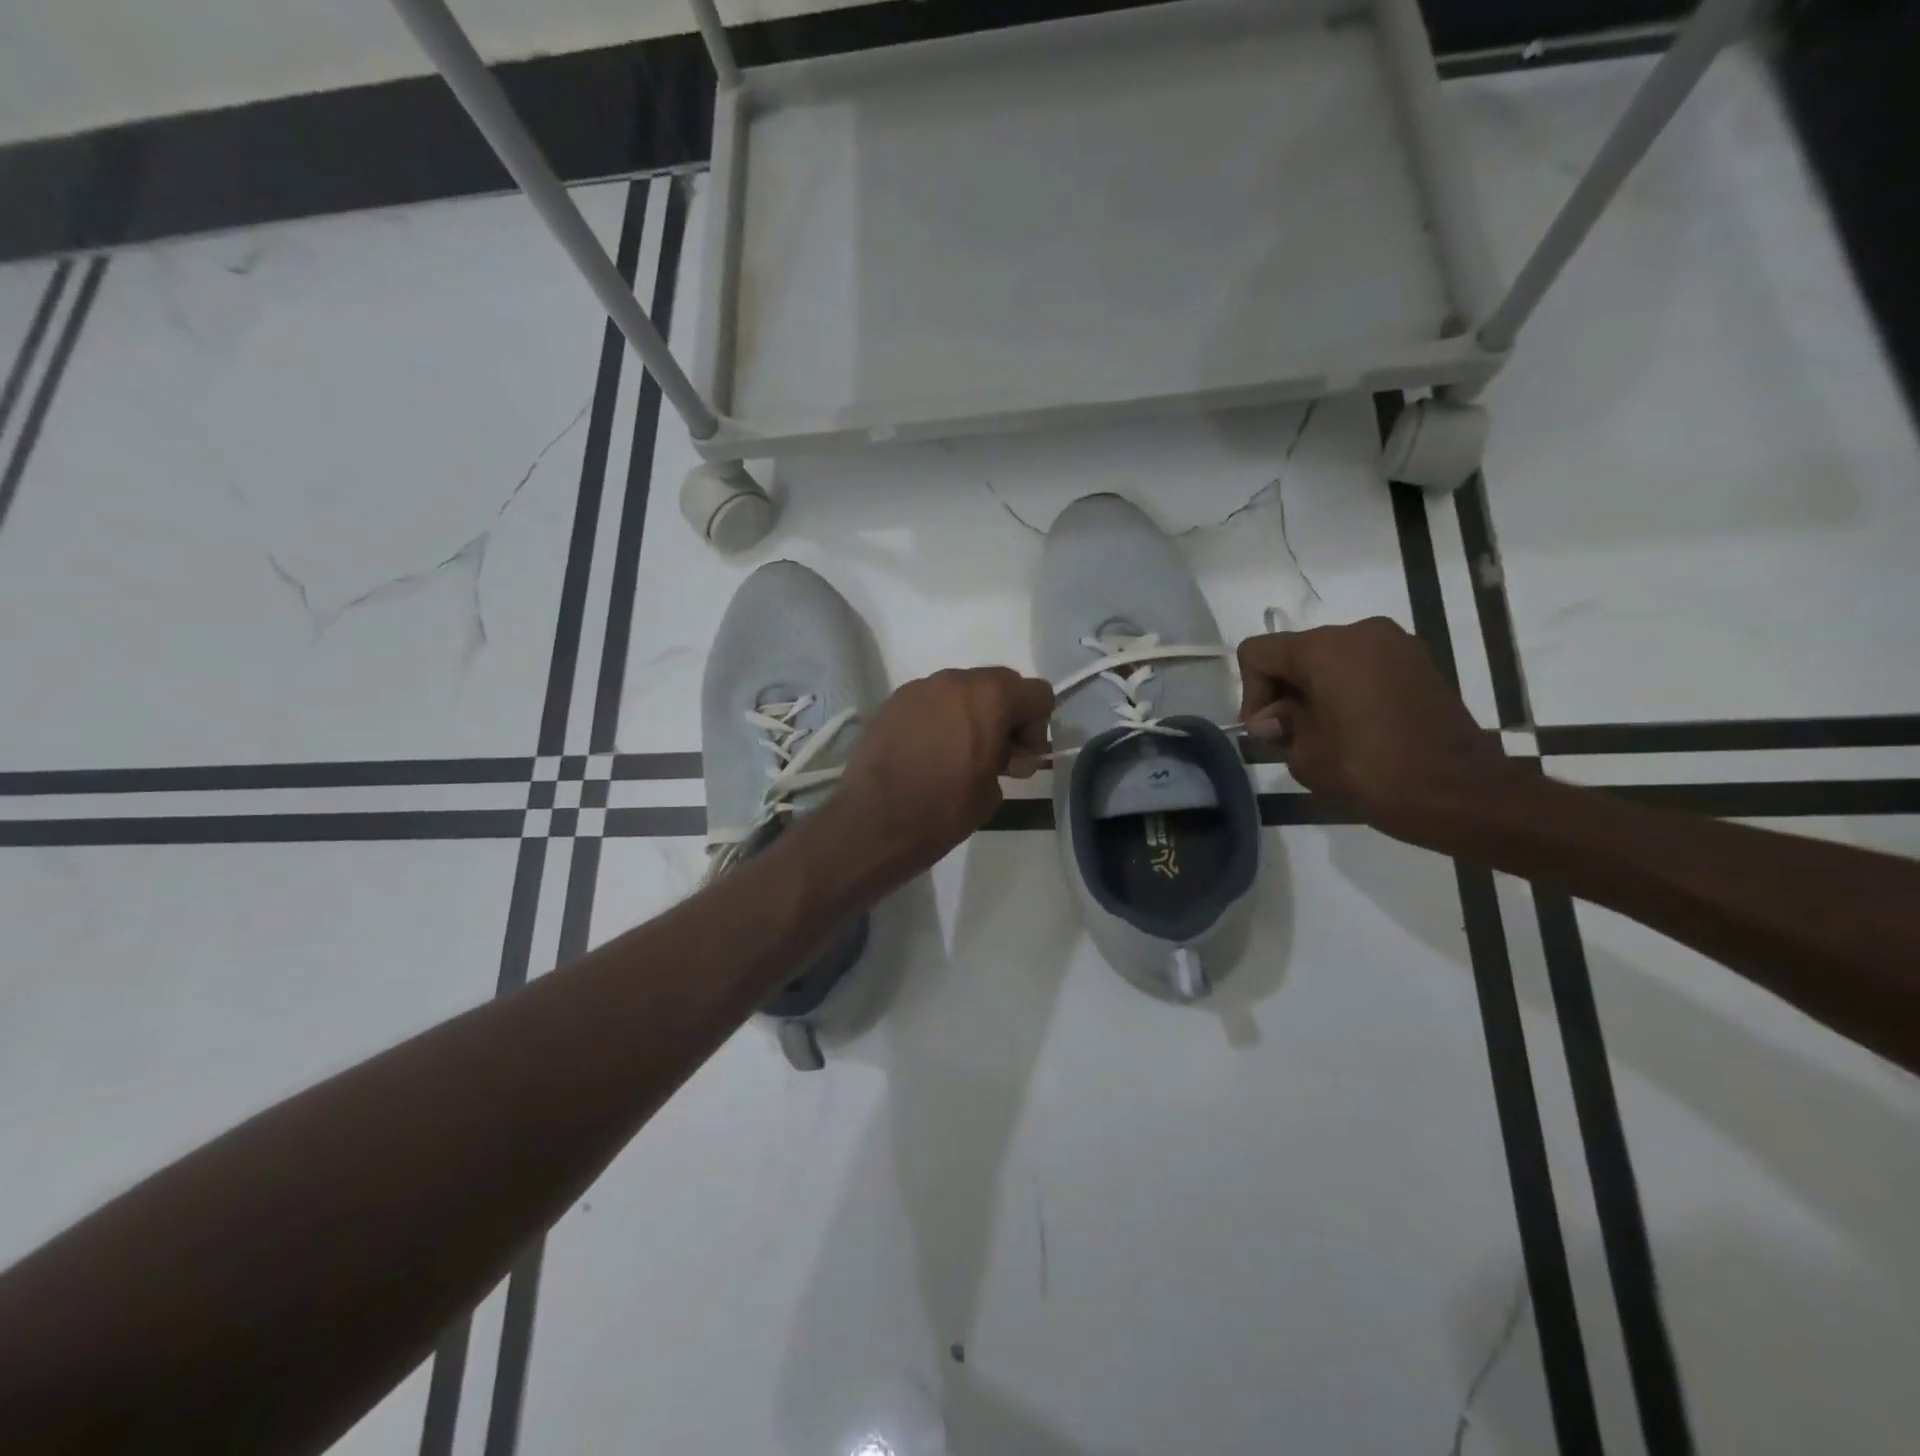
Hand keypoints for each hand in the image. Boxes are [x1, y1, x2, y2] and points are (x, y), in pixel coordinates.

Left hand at [825, 667, 1053, 888]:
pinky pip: (931, 702)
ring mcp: (919, 688)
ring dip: (971, 715)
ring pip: (962, 690)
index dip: (1037, 727)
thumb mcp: (992, 790)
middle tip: (996, 756)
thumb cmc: (943, 809)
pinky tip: (928, 754)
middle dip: (1006, 715)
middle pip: (999, 684)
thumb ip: (1009, 760)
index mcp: (989, 697)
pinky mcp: (892, 703)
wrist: (873, 822)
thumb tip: (1005, 754)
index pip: (1037, 693)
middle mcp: (954, 680)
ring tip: (958, 756)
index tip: (1021, 758)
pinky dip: (940, 720)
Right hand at [1237, 618, 1510, 846]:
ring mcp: (1397, 645)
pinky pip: (1365, 668)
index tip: (1269, 732)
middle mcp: (1360, 632)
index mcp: (1325, 648)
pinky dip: (1349, 692)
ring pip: (1331, 660)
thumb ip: (1280, 725)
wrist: (1461, 794)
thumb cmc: (1371, 771)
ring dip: (1317, 692)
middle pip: (1296, 652)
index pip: (1258, 653)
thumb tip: (1273, 717)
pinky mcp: (1421, 664)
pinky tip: (1358, 730)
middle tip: (1291, 738)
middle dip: (1284, 692)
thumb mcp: (1305, 754)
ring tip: (1326, 736)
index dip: (1251, 693)